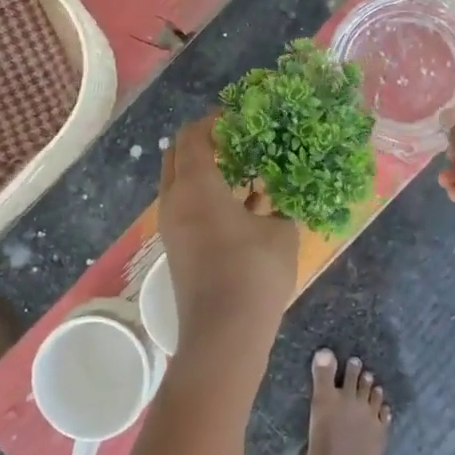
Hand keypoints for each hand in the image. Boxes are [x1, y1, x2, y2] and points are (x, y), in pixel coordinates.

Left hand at [159, 117, 298, 369]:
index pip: (193, 135)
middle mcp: (175, 200)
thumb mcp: (281, 232)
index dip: (215, 120)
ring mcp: (172, 226)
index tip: (241, 117)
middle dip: (204, 142)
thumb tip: (281, 193)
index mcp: (196, 185)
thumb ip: (281, 205)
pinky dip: (208, 197)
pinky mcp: (178, 248)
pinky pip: (188, 208)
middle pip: (178, 154)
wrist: (223, 336)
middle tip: (238, 140)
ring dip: (207, 171)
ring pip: (182, 183)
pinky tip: (246, 207)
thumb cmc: (253, 274)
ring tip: (246, 171)